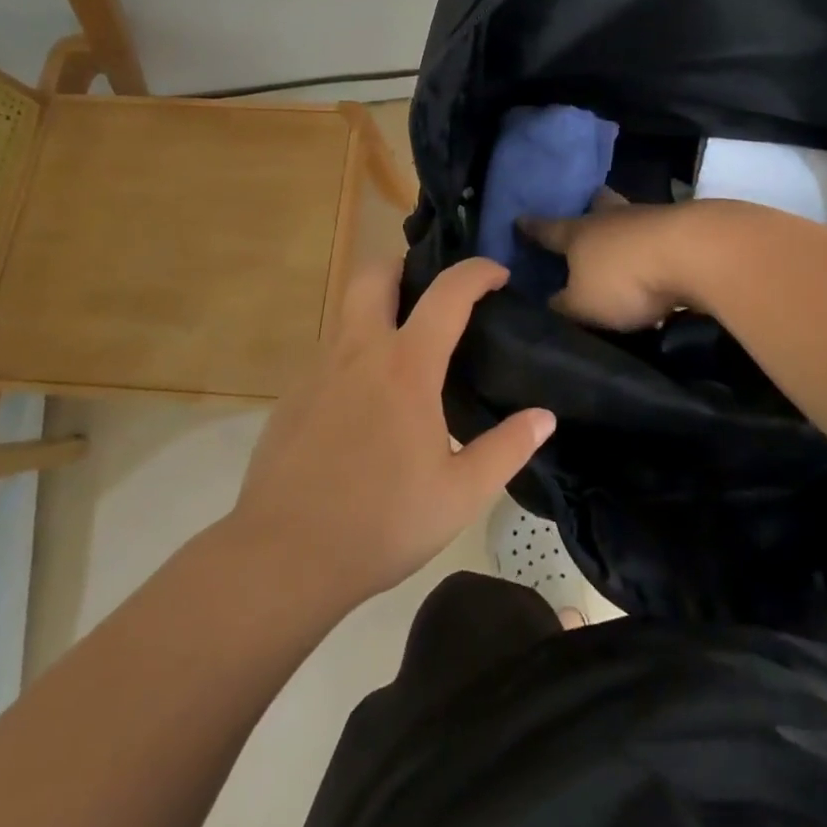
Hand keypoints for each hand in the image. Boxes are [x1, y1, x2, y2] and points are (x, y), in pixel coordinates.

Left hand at [229, 258, 554, 608]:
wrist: (282, 558)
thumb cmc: (380, 522)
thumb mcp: (460, 494)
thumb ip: (507, 449)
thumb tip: (544, 417)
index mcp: (406, 366)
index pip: (447, 293)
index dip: (477, 272)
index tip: (498, 274)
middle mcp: (359, 352)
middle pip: (375, 274)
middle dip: (407, 268)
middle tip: (434, 297)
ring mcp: (319, 371)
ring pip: (349, 313)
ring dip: (380, 312)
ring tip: (407, 354)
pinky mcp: (293, 396)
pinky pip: (331, 355)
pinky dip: (356, 357)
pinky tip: (367, 406)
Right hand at [519, 200, 705, 330]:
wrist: (695, 254)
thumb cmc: (625, 278)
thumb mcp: (584, 304)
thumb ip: (565, 304)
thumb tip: (551, 301)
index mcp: (578, 233)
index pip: (547, 229)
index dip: (532, 228)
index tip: (519, 219)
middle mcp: (611, 218)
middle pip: (597, 206)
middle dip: (590, 209)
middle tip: (587, 210)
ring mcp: (650, 218)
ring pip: (630, 217)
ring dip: (626, 227)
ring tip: (624, 241)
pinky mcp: (683, 228)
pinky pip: (660, 233)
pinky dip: (655, 243)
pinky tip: (659, 258)